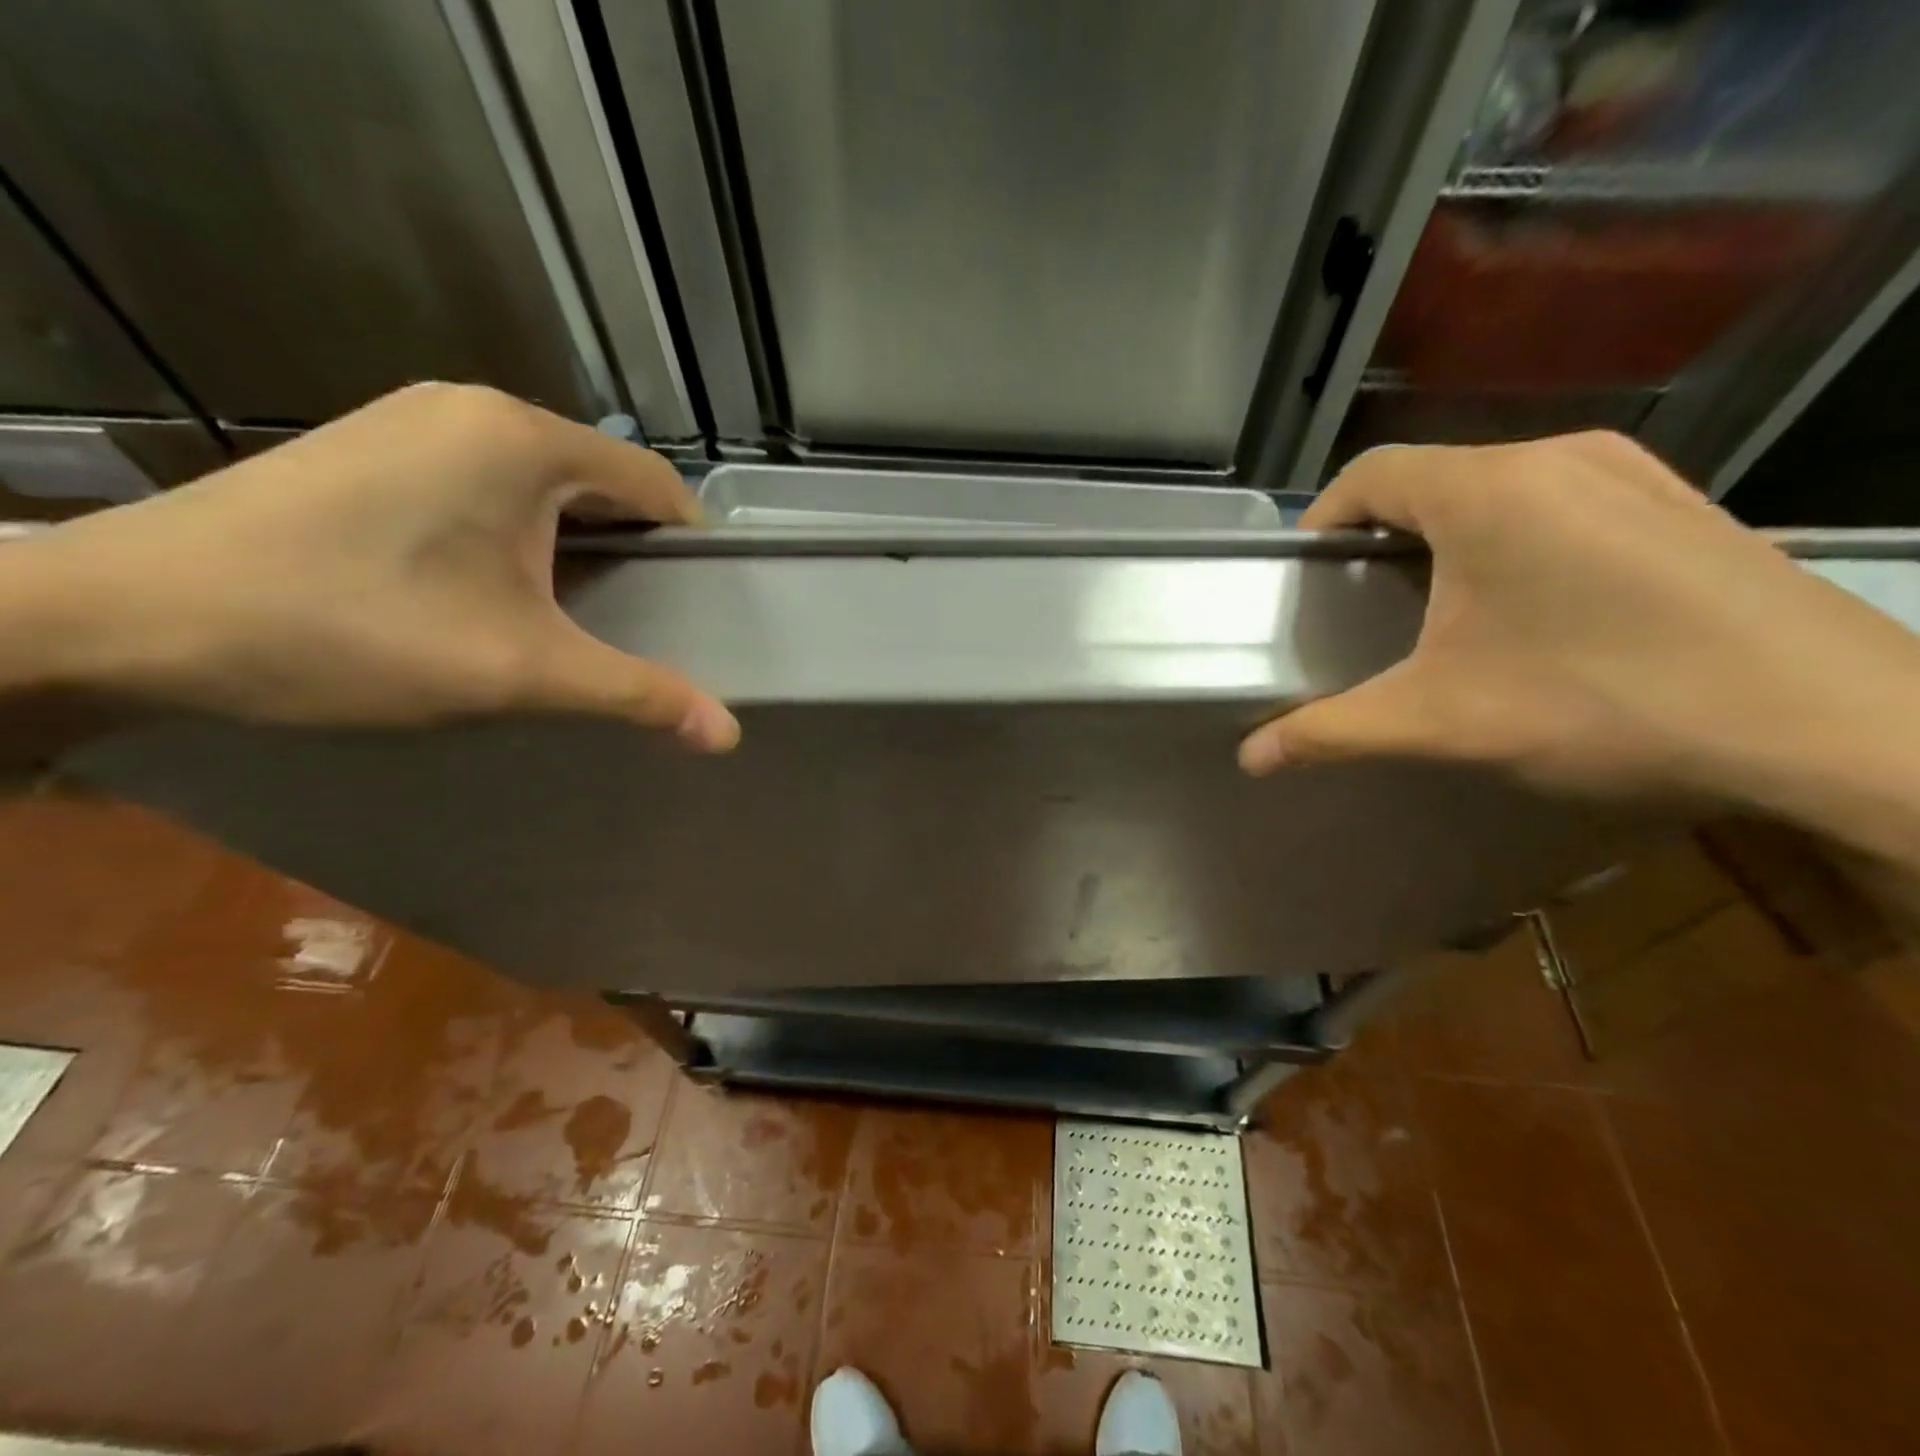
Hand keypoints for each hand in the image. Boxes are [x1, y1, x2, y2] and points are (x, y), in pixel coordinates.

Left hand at [7, 383, 738, 749]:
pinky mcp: (372, 450)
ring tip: (578, 617)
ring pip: (543, 487)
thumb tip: (727, 734)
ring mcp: (414, 423)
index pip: (656, 486)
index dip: (693, 548)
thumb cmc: (350, 631)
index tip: (705, 609)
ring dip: (575, 547)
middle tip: (647, 626)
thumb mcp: (517, 670)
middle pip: (602, 483)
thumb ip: (636, 694)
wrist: (126, 621)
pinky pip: (486, 488)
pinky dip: (518, 537)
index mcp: (524, 440)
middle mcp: (475, 410)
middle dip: (635, 553)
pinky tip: (498, 592)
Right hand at [1238, 433, 1919, 810]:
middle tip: (1367, 607)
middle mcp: (1559, 458)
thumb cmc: (1604, 702)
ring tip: (1443, 610)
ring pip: (1500, 488)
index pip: (1369, 474)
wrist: (1835, 727)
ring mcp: (1635, 474)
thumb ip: (1332, 732)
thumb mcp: (1442, 721)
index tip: (1309, 578)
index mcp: (1487, 490)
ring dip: (1452, 538)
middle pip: (1433, 479)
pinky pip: (1564, 501)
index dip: (1323, 519)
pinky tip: (1534, 609)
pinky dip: (1518, 540)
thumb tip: (1251, 758)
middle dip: (1384, 537)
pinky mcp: (1684, 504)